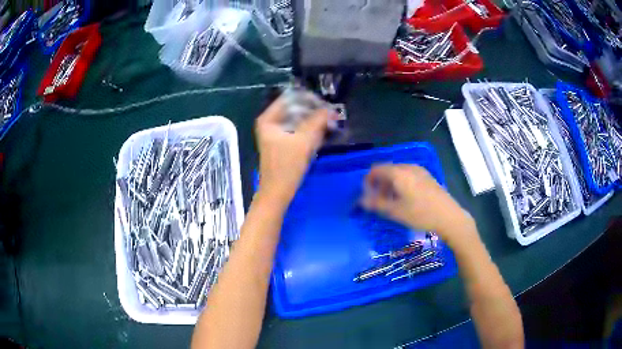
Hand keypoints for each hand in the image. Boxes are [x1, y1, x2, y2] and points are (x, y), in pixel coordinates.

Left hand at [255, 98, 330, 203]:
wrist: (278, 193)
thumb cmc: (287, 167)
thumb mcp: (304, 141)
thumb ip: (318, 121)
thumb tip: (330, 109)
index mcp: (269, 118)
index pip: (290, 98)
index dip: (309, 99)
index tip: (326, 105)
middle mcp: (270, 122)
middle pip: (295, 109)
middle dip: (313, 111)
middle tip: (331, 116)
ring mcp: (276, 133)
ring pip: (298, 120)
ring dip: (313, 121)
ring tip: (329, 124)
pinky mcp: (283, 143)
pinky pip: (298, 130)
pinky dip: (309, 130)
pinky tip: (322, 134)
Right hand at [361, 164, 473, 243]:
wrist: (449, 216)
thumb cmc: (420, 214)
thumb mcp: (395, 212)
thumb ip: (376, 204)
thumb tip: (361, 201)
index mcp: (399, 173)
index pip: (376, 169)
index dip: (368, 180)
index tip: (367, 195)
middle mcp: (408, 167)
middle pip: (388, 170)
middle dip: (380, 184)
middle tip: (378, 201)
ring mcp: (420, 171)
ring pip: (398, 173)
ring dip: (390, 184)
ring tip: (391, 202)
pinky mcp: (427, 177)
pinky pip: (408, 175)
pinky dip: (401, 184)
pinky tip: (406, 199)